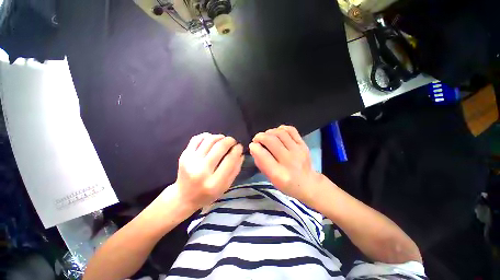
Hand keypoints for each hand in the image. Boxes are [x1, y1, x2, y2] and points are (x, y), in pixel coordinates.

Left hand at [173, 133, 243, 209]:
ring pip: (209, 140)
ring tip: (223, 140)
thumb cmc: (208, 194)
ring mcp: (190, 162)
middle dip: (230, 140)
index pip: (230, 159)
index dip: (237, 149)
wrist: (184, 197)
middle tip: (233, 142)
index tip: (240, 147)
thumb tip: (240, 153)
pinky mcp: (184, 156)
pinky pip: (197, 138)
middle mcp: (201, 171)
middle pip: (220, 146)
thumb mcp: (226, 186)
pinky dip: (207, 136)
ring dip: (220, 137)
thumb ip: (235, 169)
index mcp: (214, 183)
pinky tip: (211, 140)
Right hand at [249, 125, 320, 201]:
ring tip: (266, 136)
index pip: (263, 155)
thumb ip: (261, 163)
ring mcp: (298, 151)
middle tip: (257, 139)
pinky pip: (291, 130)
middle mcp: (289, 161)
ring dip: (269, 132)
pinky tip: (277, 133)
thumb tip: (254, 147)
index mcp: (279, 174)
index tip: (252, 145)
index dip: (255, 147)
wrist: (308, 184)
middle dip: (260, 136)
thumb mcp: (270, 179)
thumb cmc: (287, 184)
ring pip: (280, 133)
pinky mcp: (303, 145)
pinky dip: (281, 128)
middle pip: (271, 140)